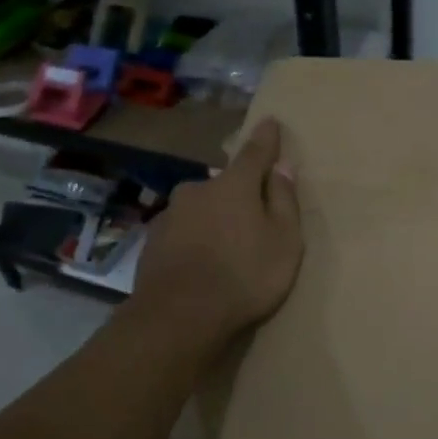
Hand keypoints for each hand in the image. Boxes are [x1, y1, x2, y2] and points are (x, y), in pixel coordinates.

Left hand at [130, 118, 303, 349]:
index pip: (255, 152)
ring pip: (201, 208)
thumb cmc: (245, 276)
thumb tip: (283, 166)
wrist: (179, 316)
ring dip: (214, 218)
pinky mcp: (153, 241)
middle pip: (225, 184)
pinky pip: (183, 231)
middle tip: (253, 218)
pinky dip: (195, 239)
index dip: (266, 139)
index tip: (271, 122)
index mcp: (234, 185)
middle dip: (239, 193)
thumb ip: (284, 201)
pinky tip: (201, 263)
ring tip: (226, 248)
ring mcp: (171, 214)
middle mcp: (199, 189)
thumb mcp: (284, 241)